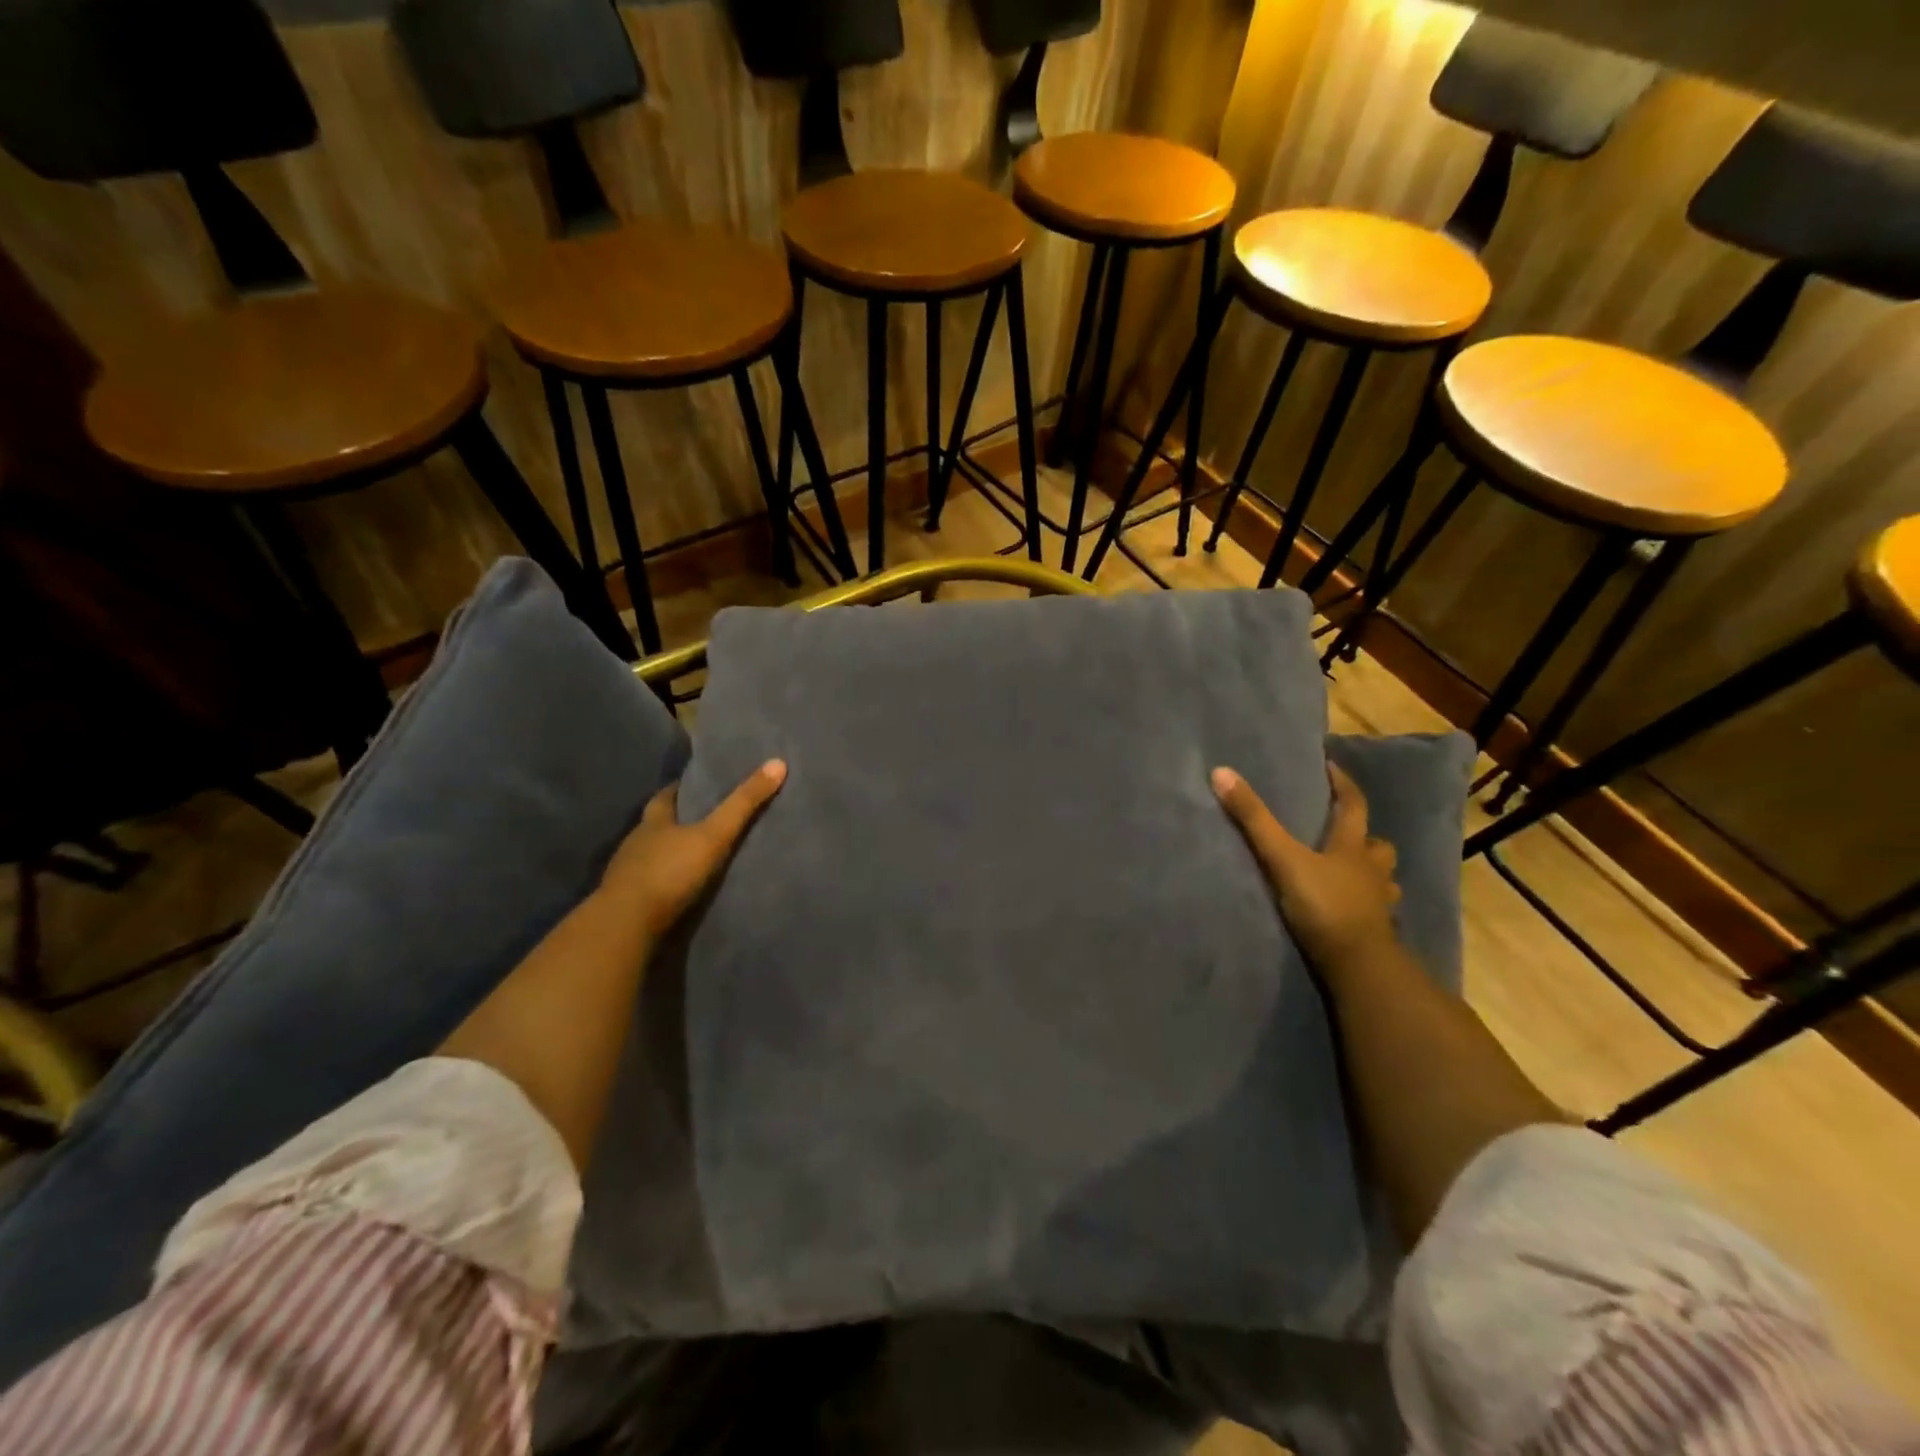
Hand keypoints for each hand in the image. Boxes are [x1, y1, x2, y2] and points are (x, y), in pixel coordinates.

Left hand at [599, 760, 786, 939]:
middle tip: (702, 819)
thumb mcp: (714, 835)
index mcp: (653, 821)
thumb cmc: (669, 872)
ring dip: (668, 853)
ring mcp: (626, 873)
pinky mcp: (625, 902)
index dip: (681, 788)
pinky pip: (647, 884)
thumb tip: (778, 762)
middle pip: (656, 824)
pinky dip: (662, 882)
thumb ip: (743, 804)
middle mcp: (636, 842)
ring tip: (694, 854)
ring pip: (650, 854)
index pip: (666, 796)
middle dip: (676, 821)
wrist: (626, 925)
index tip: (698, 784)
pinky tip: (677, 888)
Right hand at [1212, 762, 1400, 974]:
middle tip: (1349, 832)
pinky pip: (1377, 911)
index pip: (1353, 806)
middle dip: (1366, 836)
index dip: (1343, 784)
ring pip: (1383, 879)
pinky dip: (1369, 905)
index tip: (1332, 767)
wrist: (1357, 964)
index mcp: (1352, 848)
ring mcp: (1378, 903)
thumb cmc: (1323, 905)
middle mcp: (1371, 871)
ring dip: (1372, 872)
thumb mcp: (1282, 858)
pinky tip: (1354, 910)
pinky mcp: (1376, 932)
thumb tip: (1222, 772)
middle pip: (1377, 845)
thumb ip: (1253, 820)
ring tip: (1353, 872)